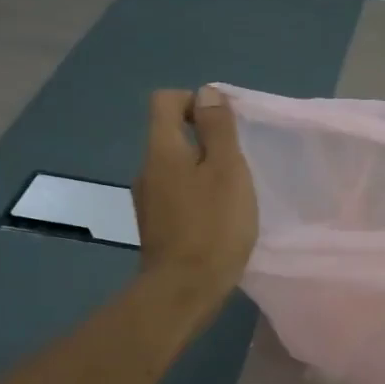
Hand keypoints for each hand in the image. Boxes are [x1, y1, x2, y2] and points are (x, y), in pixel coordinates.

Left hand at [135, 87, 258, 308]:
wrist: (184, 291)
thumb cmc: (213, 225)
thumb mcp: (227, 169)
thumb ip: (218, 128)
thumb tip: (206, 92)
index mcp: (162, 150)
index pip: (165, 101)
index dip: (195, 102)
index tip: (224, 125)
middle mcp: (146, 170)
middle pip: (170, 136)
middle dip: (204, 140)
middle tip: (237, 162)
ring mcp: (148, 202)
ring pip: (175, 169)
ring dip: (202, 171)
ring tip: (232, 193)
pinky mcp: (156, 227)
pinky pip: (176, 196)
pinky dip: (196, 197)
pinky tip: (218, 219)